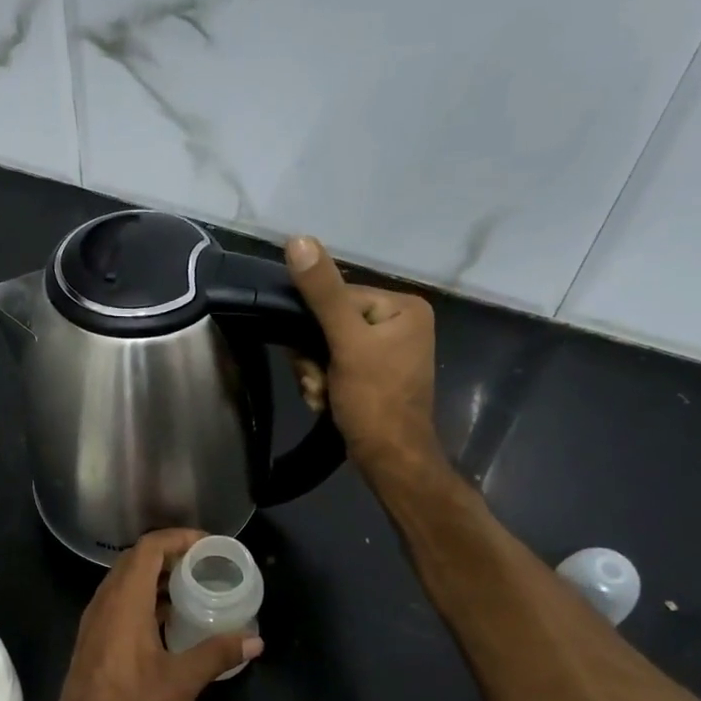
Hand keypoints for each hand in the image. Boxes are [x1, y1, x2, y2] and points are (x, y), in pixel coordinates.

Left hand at [45, 530, 261, 700]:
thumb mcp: (182, 681)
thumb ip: (217, 653)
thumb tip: (255, 640)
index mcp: (124, 601)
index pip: (148, 548)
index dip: (178, 538)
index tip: (208, 545)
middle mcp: (104, 603)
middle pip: (135, 561)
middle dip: (170, 555)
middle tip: (205, 565)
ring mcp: (94, 623)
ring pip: (125, 583)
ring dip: (157, 579)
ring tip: (193, 589)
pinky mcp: (93, 642)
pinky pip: (120, 604)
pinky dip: (145, 601)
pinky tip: (170, 623)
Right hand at [286, 236, 441, 478]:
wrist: (391, 461)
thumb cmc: (374, 400)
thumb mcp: (345, 342)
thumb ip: (322, 293)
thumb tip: (298, 240)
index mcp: (403, 307)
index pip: (338, 296)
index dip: (314, 327)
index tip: (311, 357)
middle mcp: (400, 324)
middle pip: (330, 323)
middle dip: (315, 357)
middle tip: (320, 383)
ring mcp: (388, 352)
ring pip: (327, 348)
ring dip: (315, 374)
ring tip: (324, 396)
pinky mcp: (376, 375)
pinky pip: (337, 367)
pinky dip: (325, 385)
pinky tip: (328, 403)